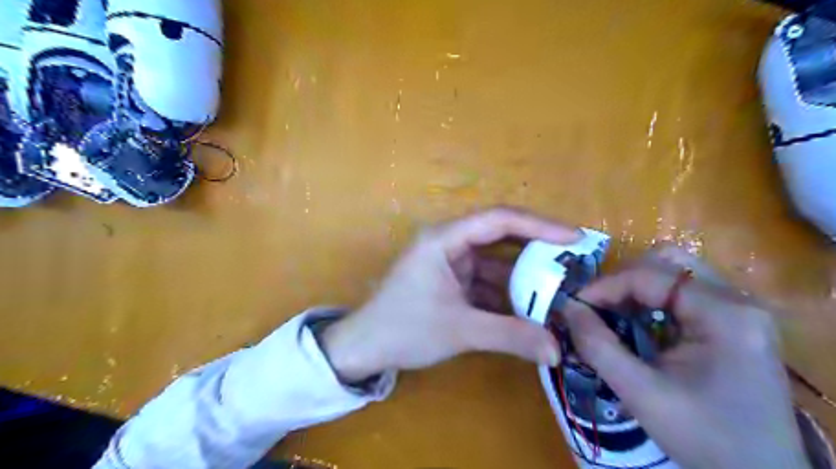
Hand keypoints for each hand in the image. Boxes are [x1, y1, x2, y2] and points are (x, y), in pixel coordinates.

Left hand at [321, 207, 581, 383]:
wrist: (364, 348)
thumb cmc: (404, 329)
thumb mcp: (460, 330)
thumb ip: (510, 336)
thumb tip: (557, 350)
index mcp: (444, 239)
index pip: (498, 220)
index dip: (539, 226)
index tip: (573, 238)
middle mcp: (449, 244)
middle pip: (500, 238)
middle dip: (536, 251)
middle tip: (573, 263)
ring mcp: (450, 263)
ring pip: (495, 264)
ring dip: (523, 279)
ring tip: (558, 292)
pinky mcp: (451, 282)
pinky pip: (486, 282)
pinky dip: (507, 294)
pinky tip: (530, 309)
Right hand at [562, 245, 810, 468]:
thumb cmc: (705, 437)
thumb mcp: (641, 393)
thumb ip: (598, 346)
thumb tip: (567, 308)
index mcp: (724, 314)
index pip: (650, 276)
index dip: (605, 285)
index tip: (575, 305)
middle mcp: (738, 300)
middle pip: (666, 263)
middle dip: (622, 281)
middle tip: (596, 306)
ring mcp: (739, 308)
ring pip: (674, 272)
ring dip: (635, 288)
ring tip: (612, 312)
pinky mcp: (734, 320)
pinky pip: (683, 291)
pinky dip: (651, 300)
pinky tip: (637, 322)